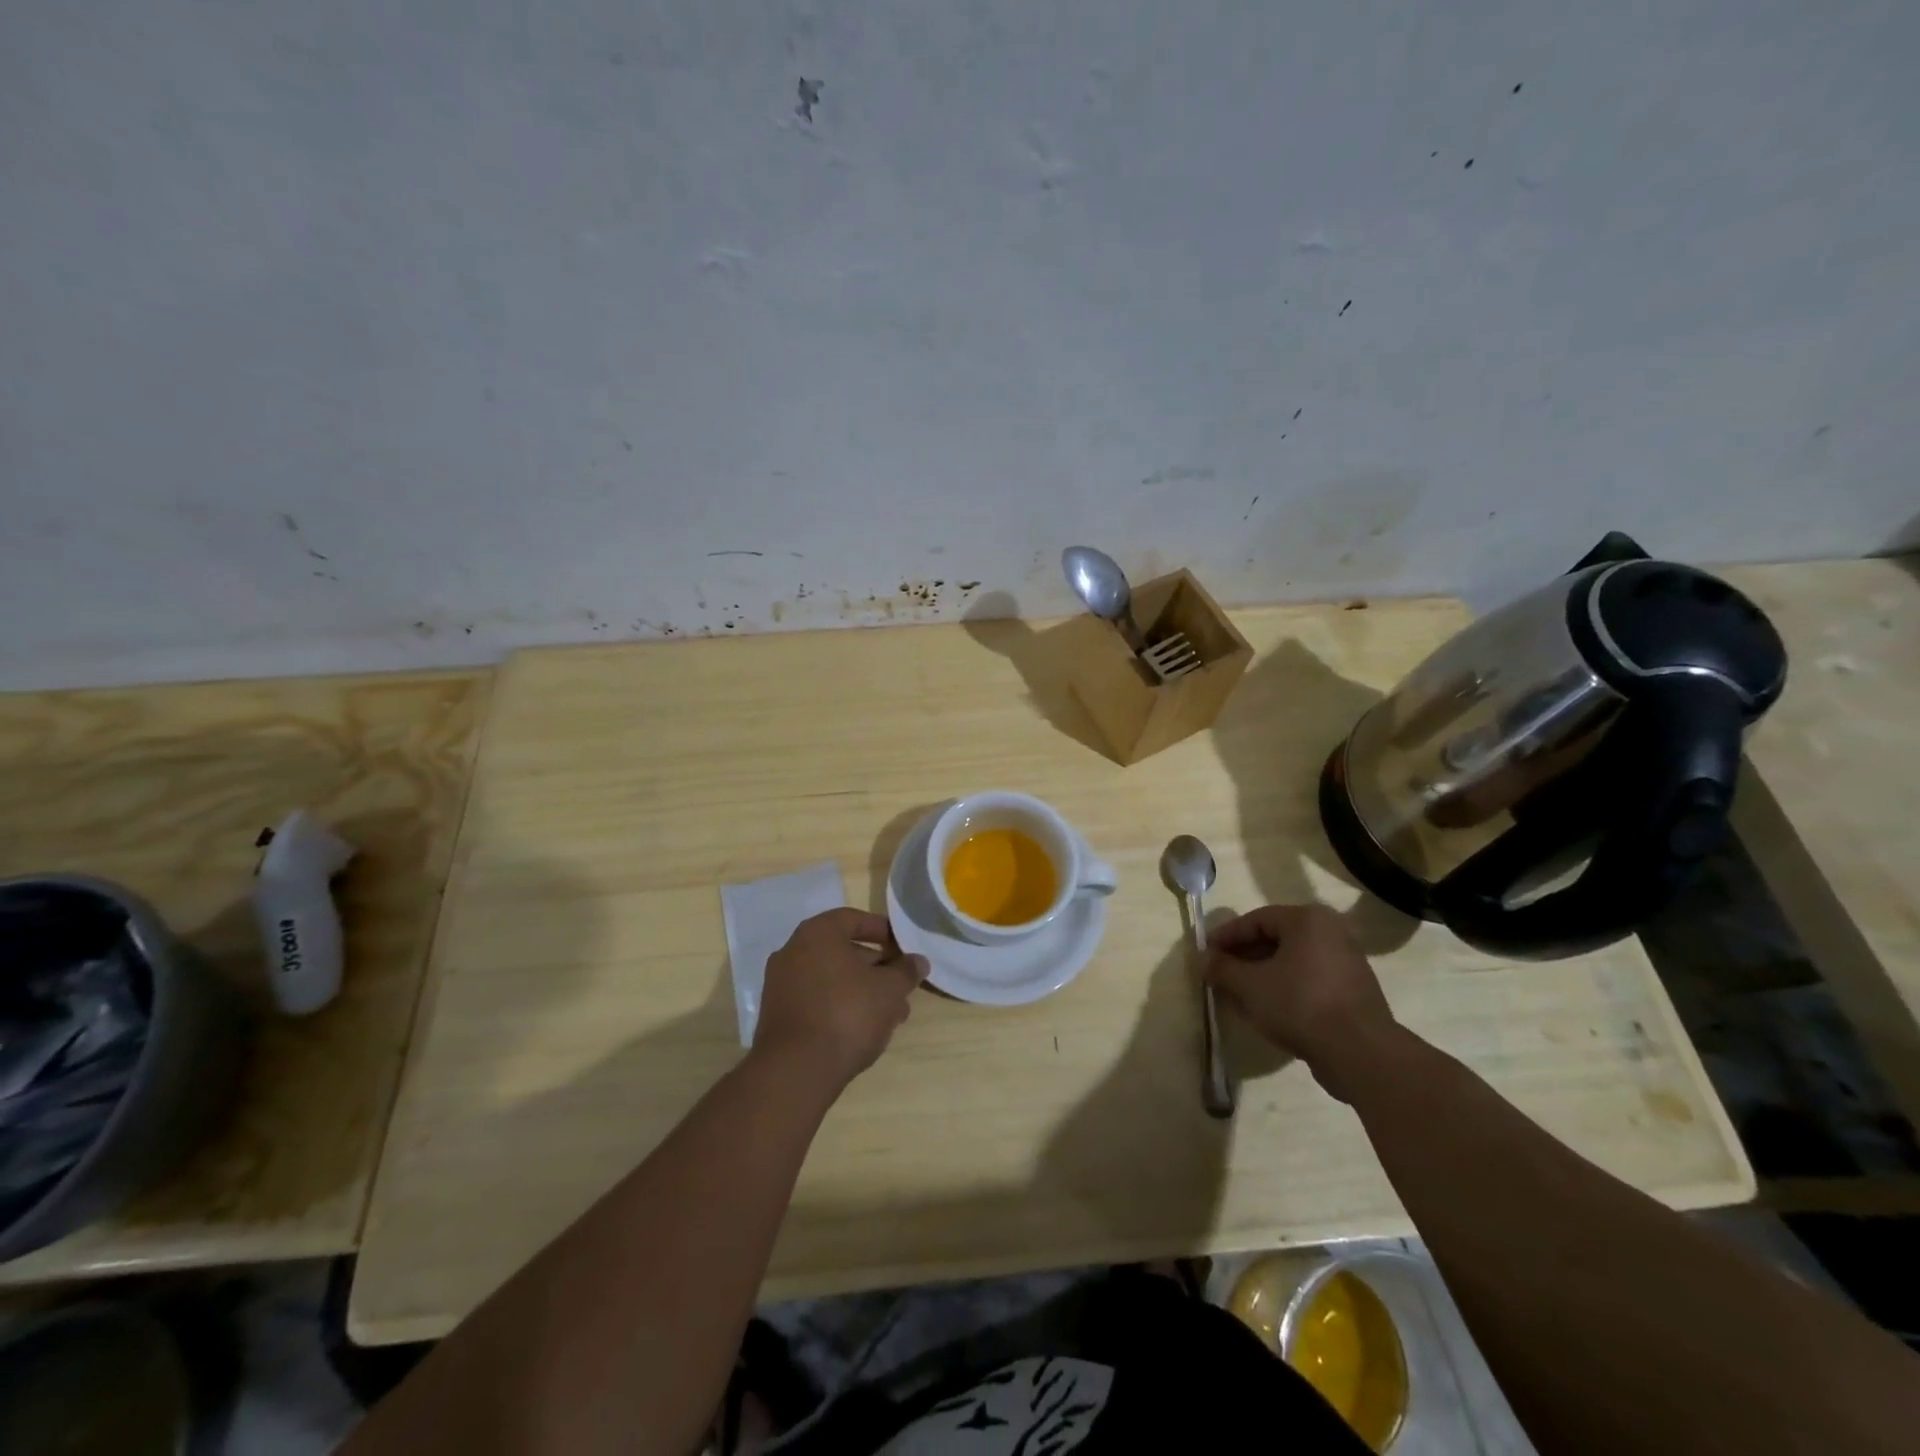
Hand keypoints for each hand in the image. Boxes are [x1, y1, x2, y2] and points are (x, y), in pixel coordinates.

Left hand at [754, 909, 927, 1089]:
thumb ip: (906, 971)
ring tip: (892, 1016)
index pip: (853, 919)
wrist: (796, 1070)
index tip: (903, 948)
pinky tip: (864, 1031)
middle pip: (843, 952)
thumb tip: (918, 961)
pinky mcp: (778, 1016)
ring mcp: (780, 985)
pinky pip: (817, 1001)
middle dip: (876, 969)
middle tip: (901, 987)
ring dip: (863, 992)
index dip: (882, 931)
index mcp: (817, 934)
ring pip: (832, 980)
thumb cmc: (847, 1014)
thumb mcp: (889, 989)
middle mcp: (793, 952)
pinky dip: (841, 1007)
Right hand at [1204, 903, 1397, 1101]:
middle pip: (1275, 939)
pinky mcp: (1353, 991)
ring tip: (1239, 994)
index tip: (1206, 954)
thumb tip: (1201, 958)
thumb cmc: (1299, 1004)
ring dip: (1262, 974)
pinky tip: (1268, 1009)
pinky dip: (1285, 988)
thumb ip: (1222, 968)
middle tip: (1220, 974)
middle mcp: (1331, 932)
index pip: (1256, 920)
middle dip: (1243, 957)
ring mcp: (1346, 962)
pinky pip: (1309, 980)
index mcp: (1307, 920)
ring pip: (1292, 961)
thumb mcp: (1249, 985)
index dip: (1226, 936)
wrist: (1360, 1052)